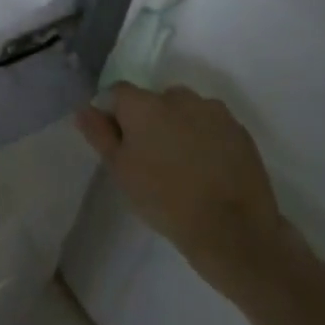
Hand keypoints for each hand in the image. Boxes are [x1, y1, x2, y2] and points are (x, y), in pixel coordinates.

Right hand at [76, 84, 296, 295]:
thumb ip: (99, 134)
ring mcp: (213, 112)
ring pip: (185, 111)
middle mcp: (179, 97)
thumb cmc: (164, 200)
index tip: (120, 143)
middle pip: (154, 100)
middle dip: (150, 120)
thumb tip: (85, 108)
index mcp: (144, 104)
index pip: (118, 93)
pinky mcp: (240, 130)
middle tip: (151, 158)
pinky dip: (205, 138)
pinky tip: (207, 169)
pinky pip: (212, 125)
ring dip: (179, 127)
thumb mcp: (121, 170)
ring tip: (183, 165)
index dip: (115, 115)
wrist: (233, 230)